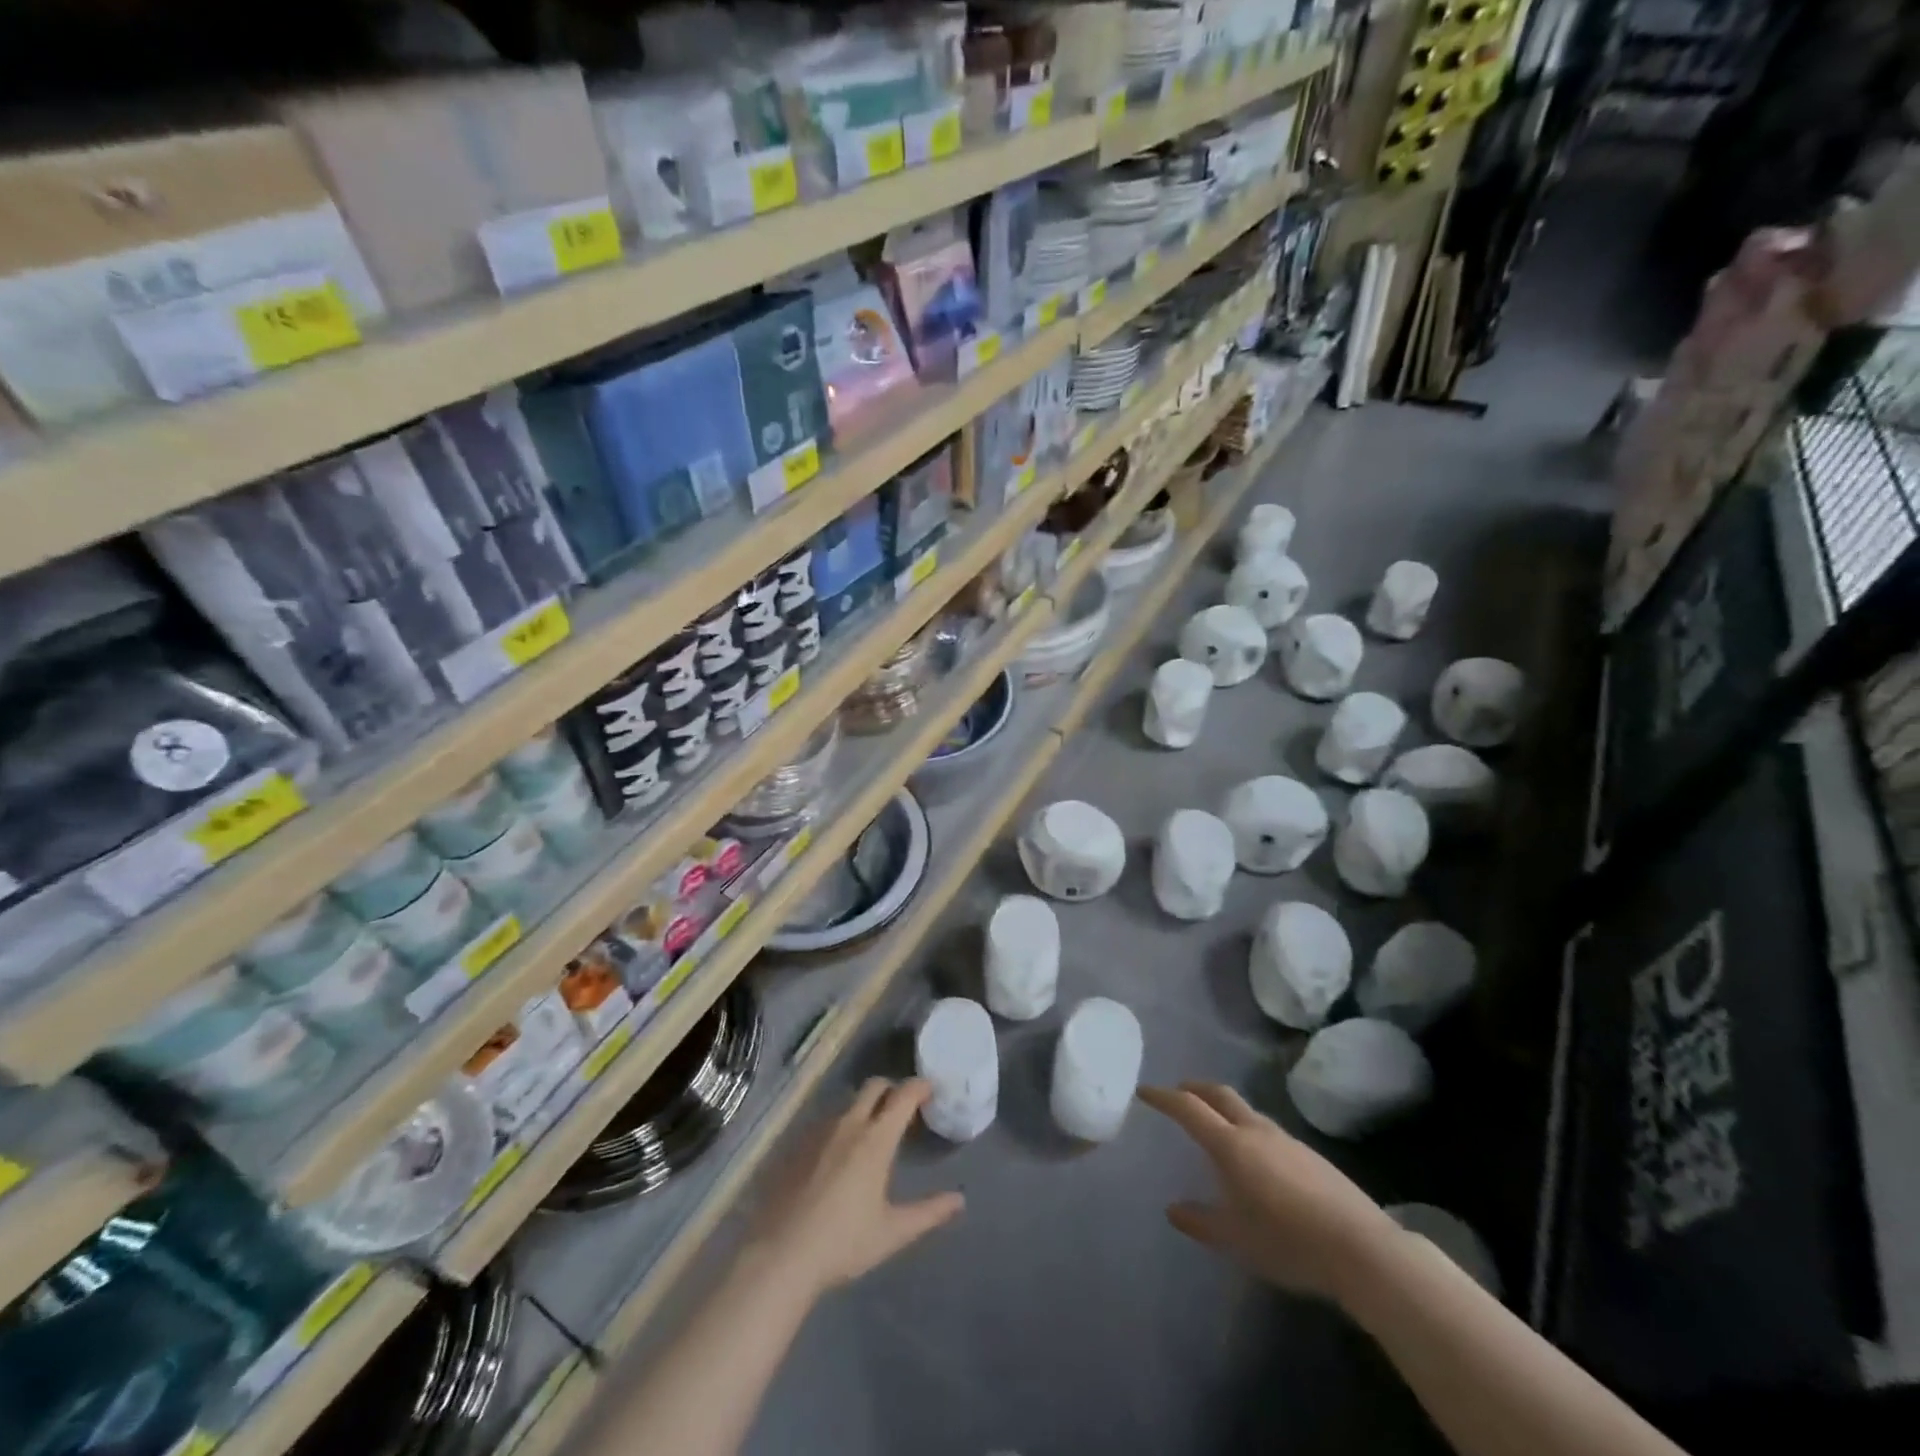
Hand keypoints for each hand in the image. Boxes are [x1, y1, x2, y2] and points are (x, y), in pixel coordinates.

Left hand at [754, 1078, 964, 1296]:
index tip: (931, 1091)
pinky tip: (840, 1154)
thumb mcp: (893, 1232)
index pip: (903, 1095)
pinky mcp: (797, 1144)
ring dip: (866, 1106)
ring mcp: (819, 1131)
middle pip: (875, 1086)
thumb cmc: (843, 1243)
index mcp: (876, 1139)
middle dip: (893, 1089)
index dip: (920, 1087)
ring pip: (849, 1102)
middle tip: (904, 1109)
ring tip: (874, 1133)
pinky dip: (842, 1125)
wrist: (780, 1256)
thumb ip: (929, 1212)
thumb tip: (959, 1200)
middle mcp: (848, 1124)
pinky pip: (827, 1121)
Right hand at [1139, 1081, 1402, 1303]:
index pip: (1189, 1108)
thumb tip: (1173, 1209)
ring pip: (1247, 1111)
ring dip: (1225, 1109)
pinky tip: (1256, 1157)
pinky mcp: (1311, 1156)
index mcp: (1231, 1146)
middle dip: (1196, 1088)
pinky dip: (1249, 1129)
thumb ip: (1201, 1222)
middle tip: (1179, 1091)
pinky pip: (1268, 1130)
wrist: (1362, 1250)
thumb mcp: (1236, 1240)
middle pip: (1220, 1095)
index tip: (1145, 1091)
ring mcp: (1287, 1140)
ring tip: (1216, 1125)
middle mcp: (1256, 1132)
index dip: (1164, 1097)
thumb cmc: (1288, 1242)